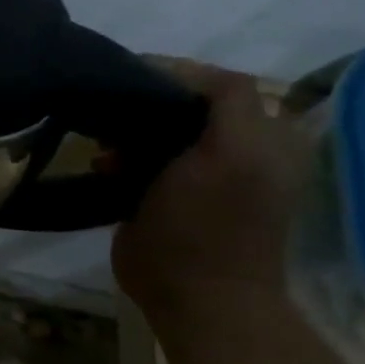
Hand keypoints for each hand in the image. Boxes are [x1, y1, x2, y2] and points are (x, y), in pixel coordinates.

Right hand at [112, 62, 308, 316]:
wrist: (192, 294)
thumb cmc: (210, 222)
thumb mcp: (233, 152)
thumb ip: (229, 101)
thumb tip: (186, 69)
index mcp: (260, 137)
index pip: (214, 85)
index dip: (174, 76)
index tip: (130, 78)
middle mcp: (231, 150)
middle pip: (181, 105)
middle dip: (144, 106)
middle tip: (114, 114)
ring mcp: (194, 175)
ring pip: (153, 131)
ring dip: (126, 134)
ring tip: (106, 147)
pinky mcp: (161, 195)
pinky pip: (137, 159)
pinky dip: (117, 157)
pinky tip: (104, 166)